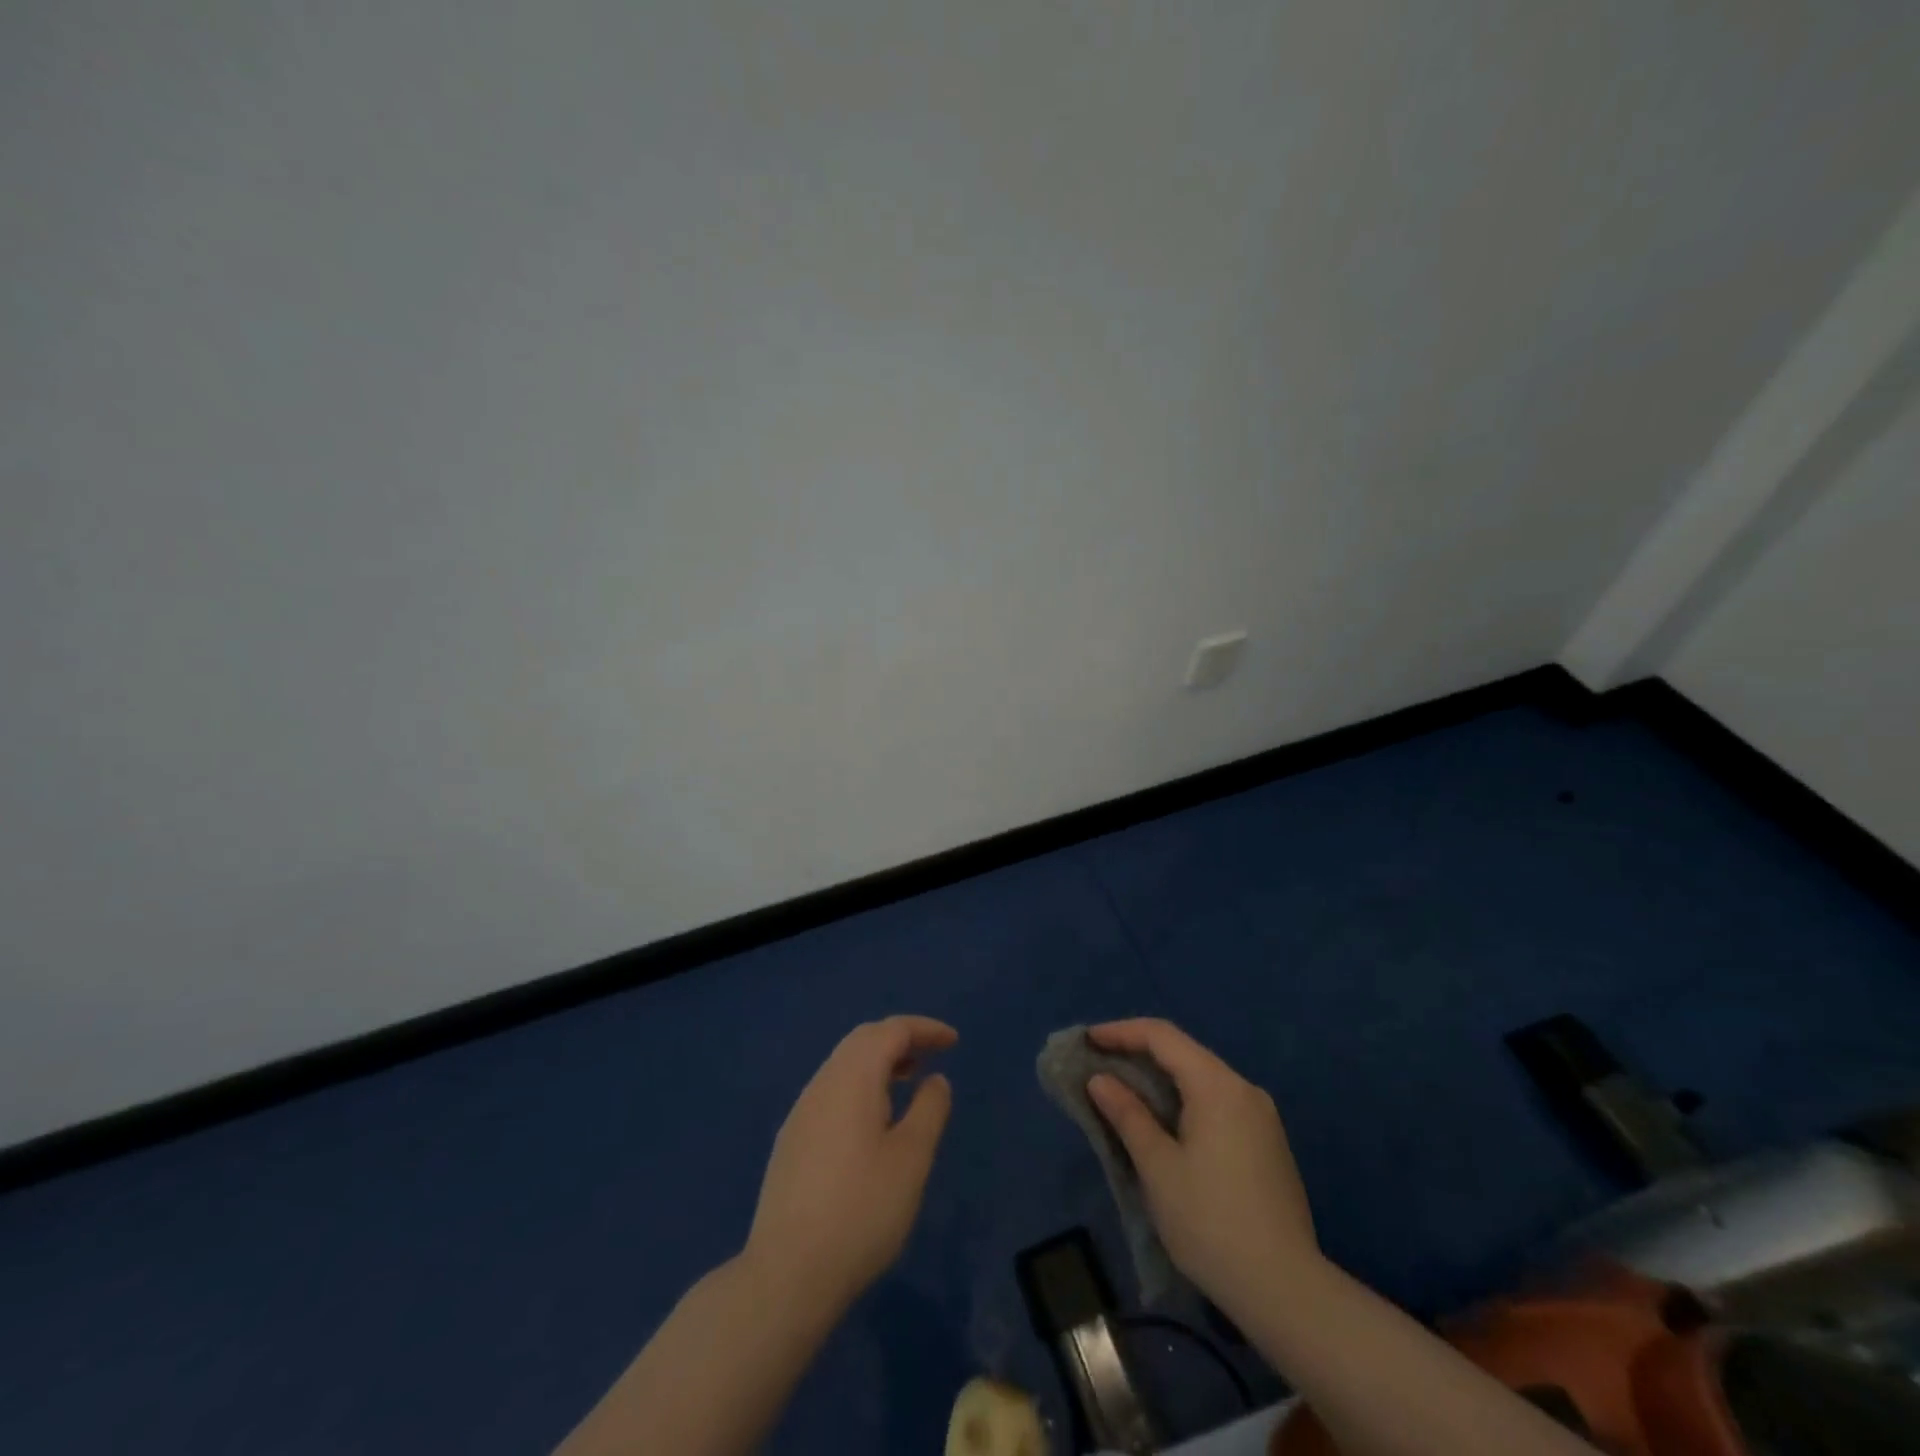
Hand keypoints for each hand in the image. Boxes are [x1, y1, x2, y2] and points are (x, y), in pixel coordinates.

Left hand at [743, 1016, 955, 1314]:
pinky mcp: (792, 1140)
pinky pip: (832, 1090)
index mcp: (852, 1079)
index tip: (953, 1042)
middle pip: (863, 1040)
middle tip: (932, 1055)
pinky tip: (873, 1121)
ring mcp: (801, 1112)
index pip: (891, 1031)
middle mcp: (822, 1084)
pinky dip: (861, 1086)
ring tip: (909, 1082)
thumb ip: (928, 1111)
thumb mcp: (910, 1160)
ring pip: (844, 1065)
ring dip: (879, 1062)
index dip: (924, 1029)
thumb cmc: (860, 1212)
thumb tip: (934, 1080)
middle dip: (900, 1039)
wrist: (786, 1275)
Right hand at [1086, 1019, 1317, 1316]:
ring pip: (1201, 1078)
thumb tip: (1100, 1080)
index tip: (1087, 1041)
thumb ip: (1127, 1115)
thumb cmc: (1211, 1222)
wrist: (1287, 1291)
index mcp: (1217, 1085)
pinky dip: (1184, 1100)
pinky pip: (1217, 1102)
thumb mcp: (1158, 1167)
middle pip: (1183, 1053)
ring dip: (1160, 1079)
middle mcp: (1243, 1089)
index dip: (1120, 1032)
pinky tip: (1164, 1122)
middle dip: (1138, 1053)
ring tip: (1124, 1092)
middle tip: (1099, 1064)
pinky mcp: (1267, 1143)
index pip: (1162, 1036)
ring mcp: (1261, 1117)